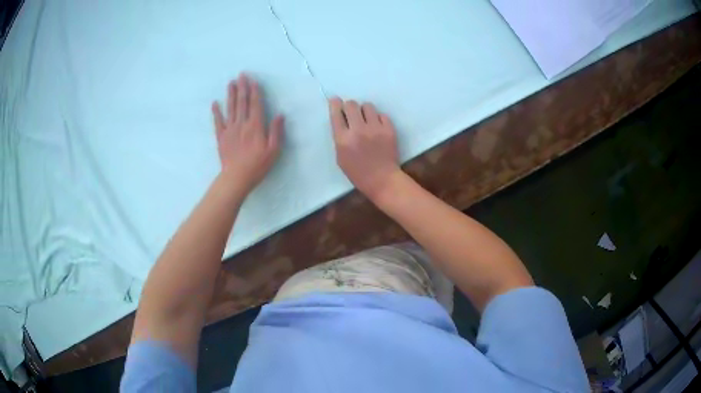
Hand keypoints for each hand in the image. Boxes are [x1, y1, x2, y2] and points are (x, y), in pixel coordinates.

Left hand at [212, 73, 283, 193]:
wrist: (236, 178)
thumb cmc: (257, 166)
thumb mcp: (273, 150)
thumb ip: (276, 131)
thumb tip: (280, 115)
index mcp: (255, 126)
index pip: (255, 104)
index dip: (255, 91)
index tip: (253, 80)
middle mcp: (242, 124)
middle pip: (242, 102)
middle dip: (242, 87)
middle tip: (241, 75)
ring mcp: (230, 130)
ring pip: (230, 108)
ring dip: (231, 95)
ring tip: (231, 83)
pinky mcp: (221, 137)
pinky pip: (218, 122)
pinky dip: (216, 112)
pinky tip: (215, 103)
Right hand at [329, 97, 401, 198]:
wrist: (382, 179)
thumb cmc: (358, 172)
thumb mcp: (340, 157)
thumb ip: (339, 137)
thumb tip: (341, 119)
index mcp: (343, 139)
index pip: (336, 114)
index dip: (334, 104)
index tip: (335, 100)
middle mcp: (358, 130)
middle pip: (351, 104)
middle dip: (349, 106)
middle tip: (351, 112)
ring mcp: (375, 129)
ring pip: (367, 106)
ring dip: (364, 111)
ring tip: (366, 120)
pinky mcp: (389, 129)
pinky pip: (381, 115)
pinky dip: (378, 119)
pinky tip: (377, 127)